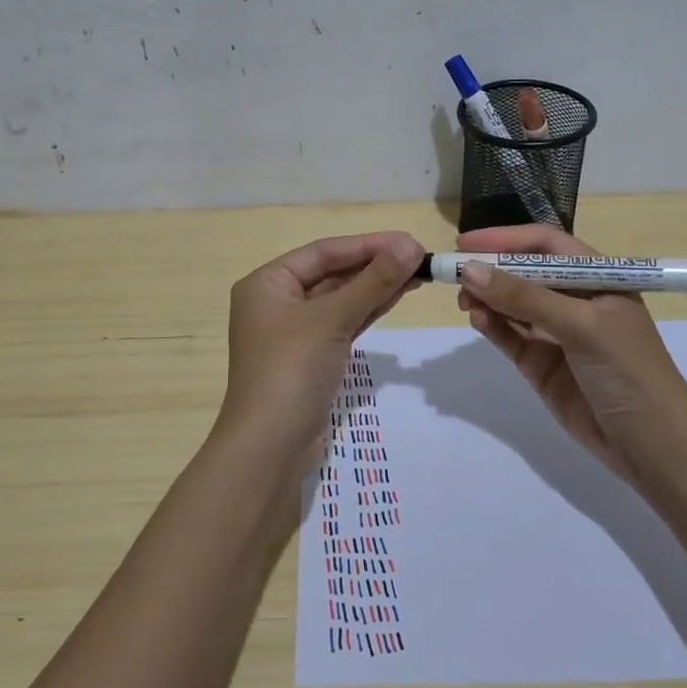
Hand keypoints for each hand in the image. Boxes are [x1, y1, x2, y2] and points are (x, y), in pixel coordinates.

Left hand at [215, 231, 425, 472]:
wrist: (270, 446)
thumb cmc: (292, 370)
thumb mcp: (333, 319)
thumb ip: (373, 282)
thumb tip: (411, 246)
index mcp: (267, 284)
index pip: (324, 252)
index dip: (368, 244)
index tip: (410, 241)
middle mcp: (276, 302)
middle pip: (332, 274)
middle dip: (374, 265)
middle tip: (419, 258)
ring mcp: (293, 332)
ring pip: (340, 299)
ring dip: (376, 287)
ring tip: (418, 274)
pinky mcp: (310, 358)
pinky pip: (342, 323)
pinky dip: (368, 311)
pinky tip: (397, 297)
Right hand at [456, 224, 686, 481]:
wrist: (653, 447)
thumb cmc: (629, 371)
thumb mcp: (582, 326)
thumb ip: (524, 298)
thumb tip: (469, 269)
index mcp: (596, 279)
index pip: (545, 245)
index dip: (506, 239)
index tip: (465, 243)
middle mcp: (574, 300)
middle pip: (523, 272)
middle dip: (490, 269)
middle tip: (454, 273)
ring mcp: (555, 333)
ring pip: (511, 304)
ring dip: (486, 296)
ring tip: (462, 299)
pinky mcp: (540, 364)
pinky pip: (509, 335)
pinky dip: (491, 325)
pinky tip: (476, 318)